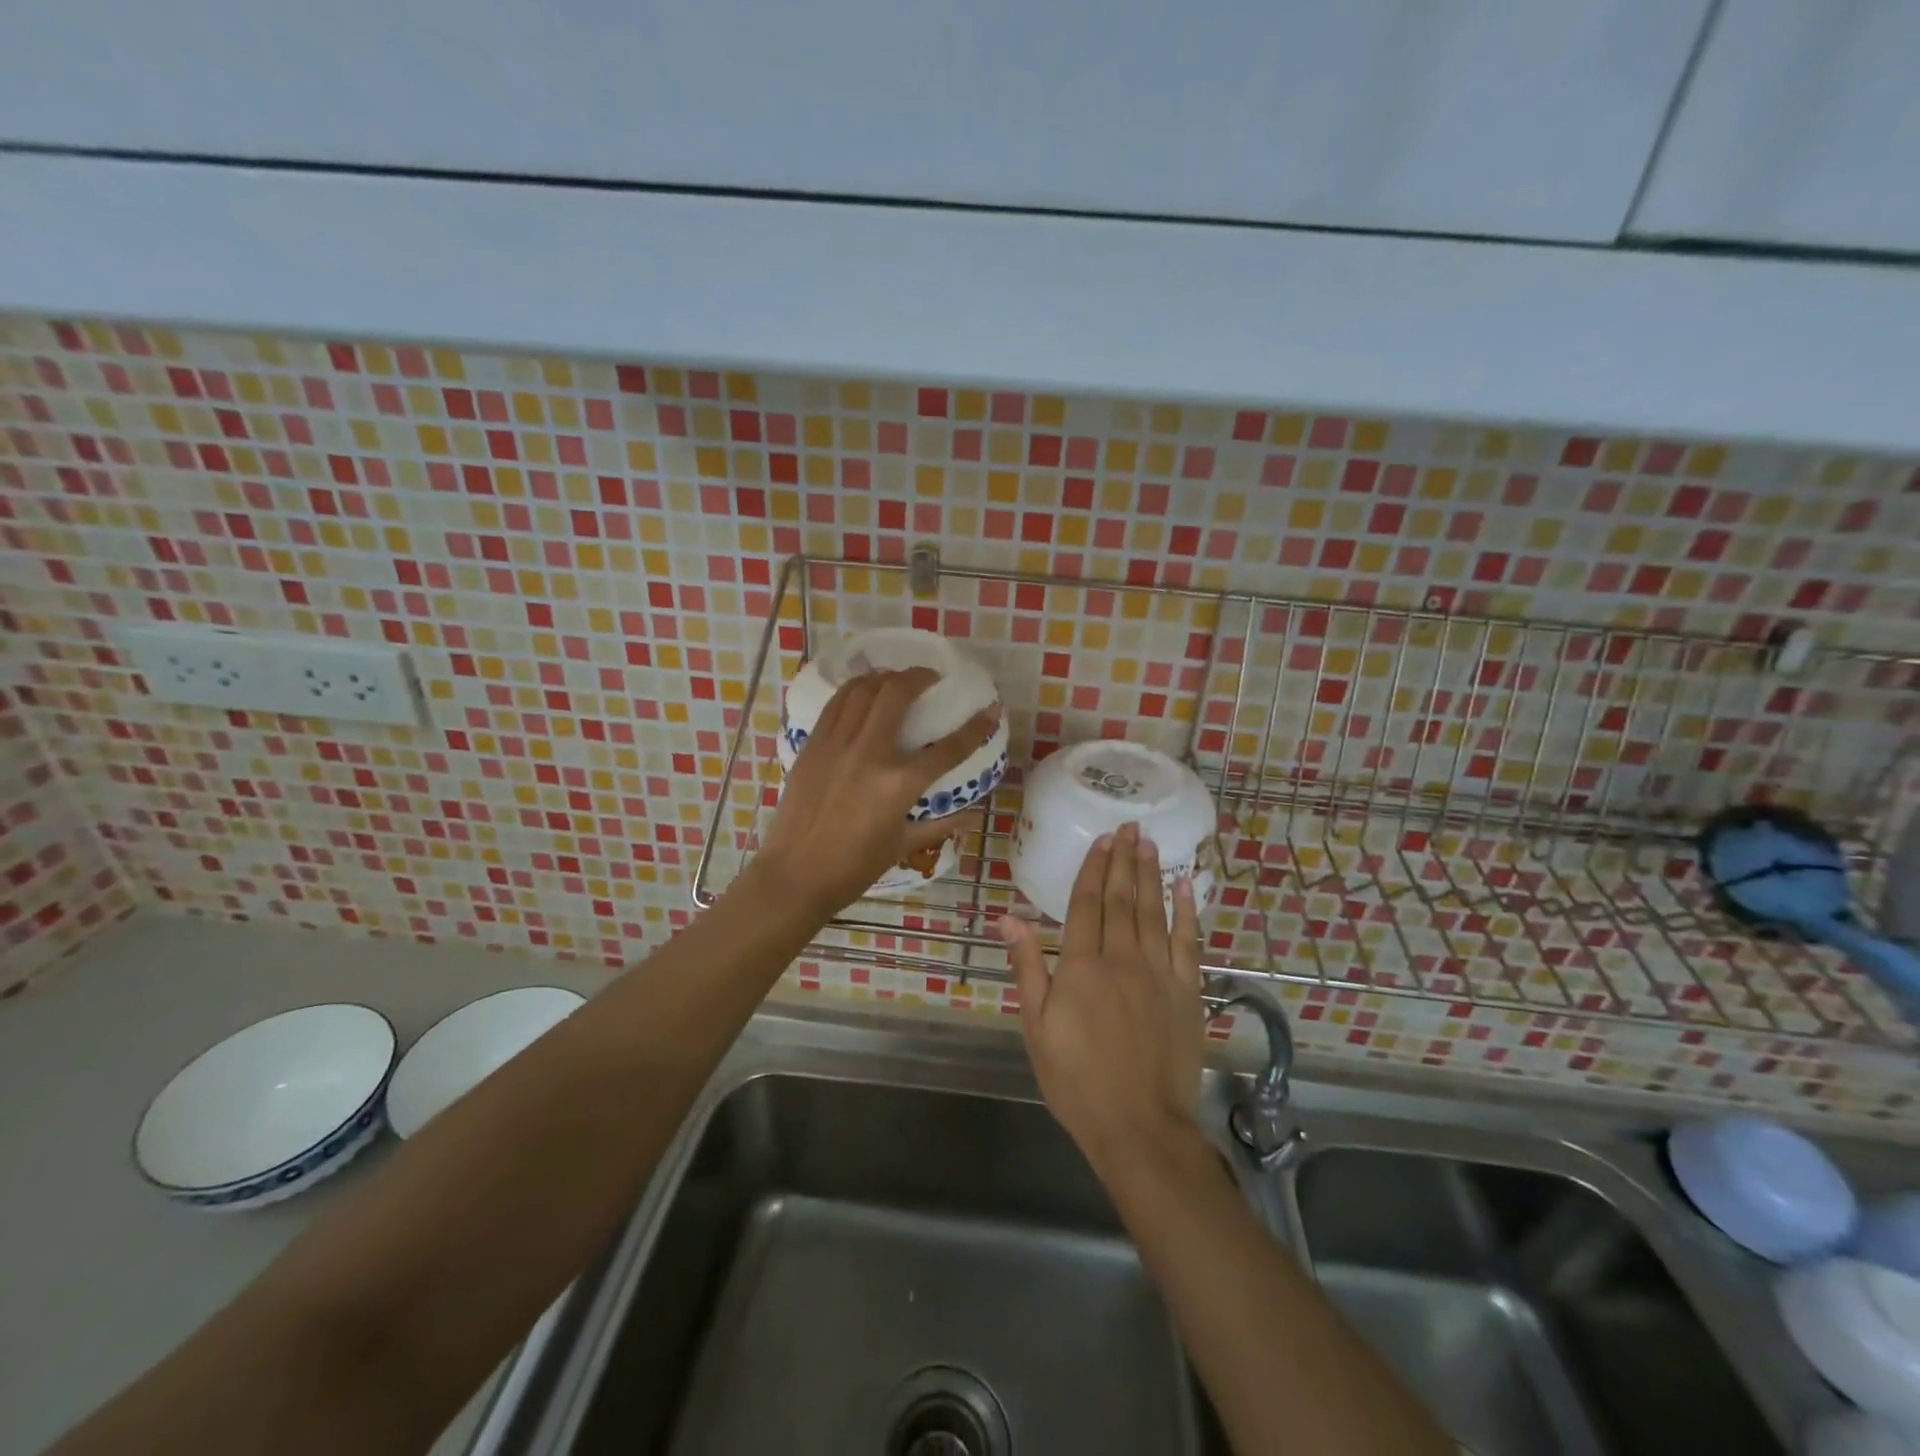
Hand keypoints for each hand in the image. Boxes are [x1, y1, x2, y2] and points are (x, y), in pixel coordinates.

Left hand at [755, 667, 996, 919]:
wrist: (794, 875)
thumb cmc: (852, 868)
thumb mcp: (901, 846)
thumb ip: (940, 825)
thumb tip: (973, 815)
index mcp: (898, 785)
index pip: (948, 749)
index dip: (975, 727)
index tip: (991, 709)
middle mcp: (869, 754)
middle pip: (898, 695)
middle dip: (921, 677)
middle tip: (932, 678)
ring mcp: (837, 745)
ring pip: (863, 690)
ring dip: (886, 677)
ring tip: (898, 679)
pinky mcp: (813, 745)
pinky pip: (836, 703)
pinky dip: (855, 689)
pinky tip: (864, 691)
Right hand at [1000, 822, 1206, 1177]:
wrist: (1140, 1126)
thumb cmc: (1076, 1080)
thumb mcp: (1036, 1027)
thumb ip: (1027, 968)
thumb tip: (1009, 917)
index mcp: (1081, 967)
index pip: (1086, 905)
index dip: (1093, 869)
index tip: (1101, 840)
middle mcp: (1122, 959)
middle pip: (1121, 899)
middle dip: (1123, 861)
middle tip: (1129, 827)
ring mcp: (1158, 973)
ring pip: (1153, 912)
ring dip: (1151, 875)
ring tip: (1150, 844)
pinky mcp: (1187, 992)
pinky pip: (1188, 942)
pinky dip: (1188, 912)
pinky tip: (1186, 887)